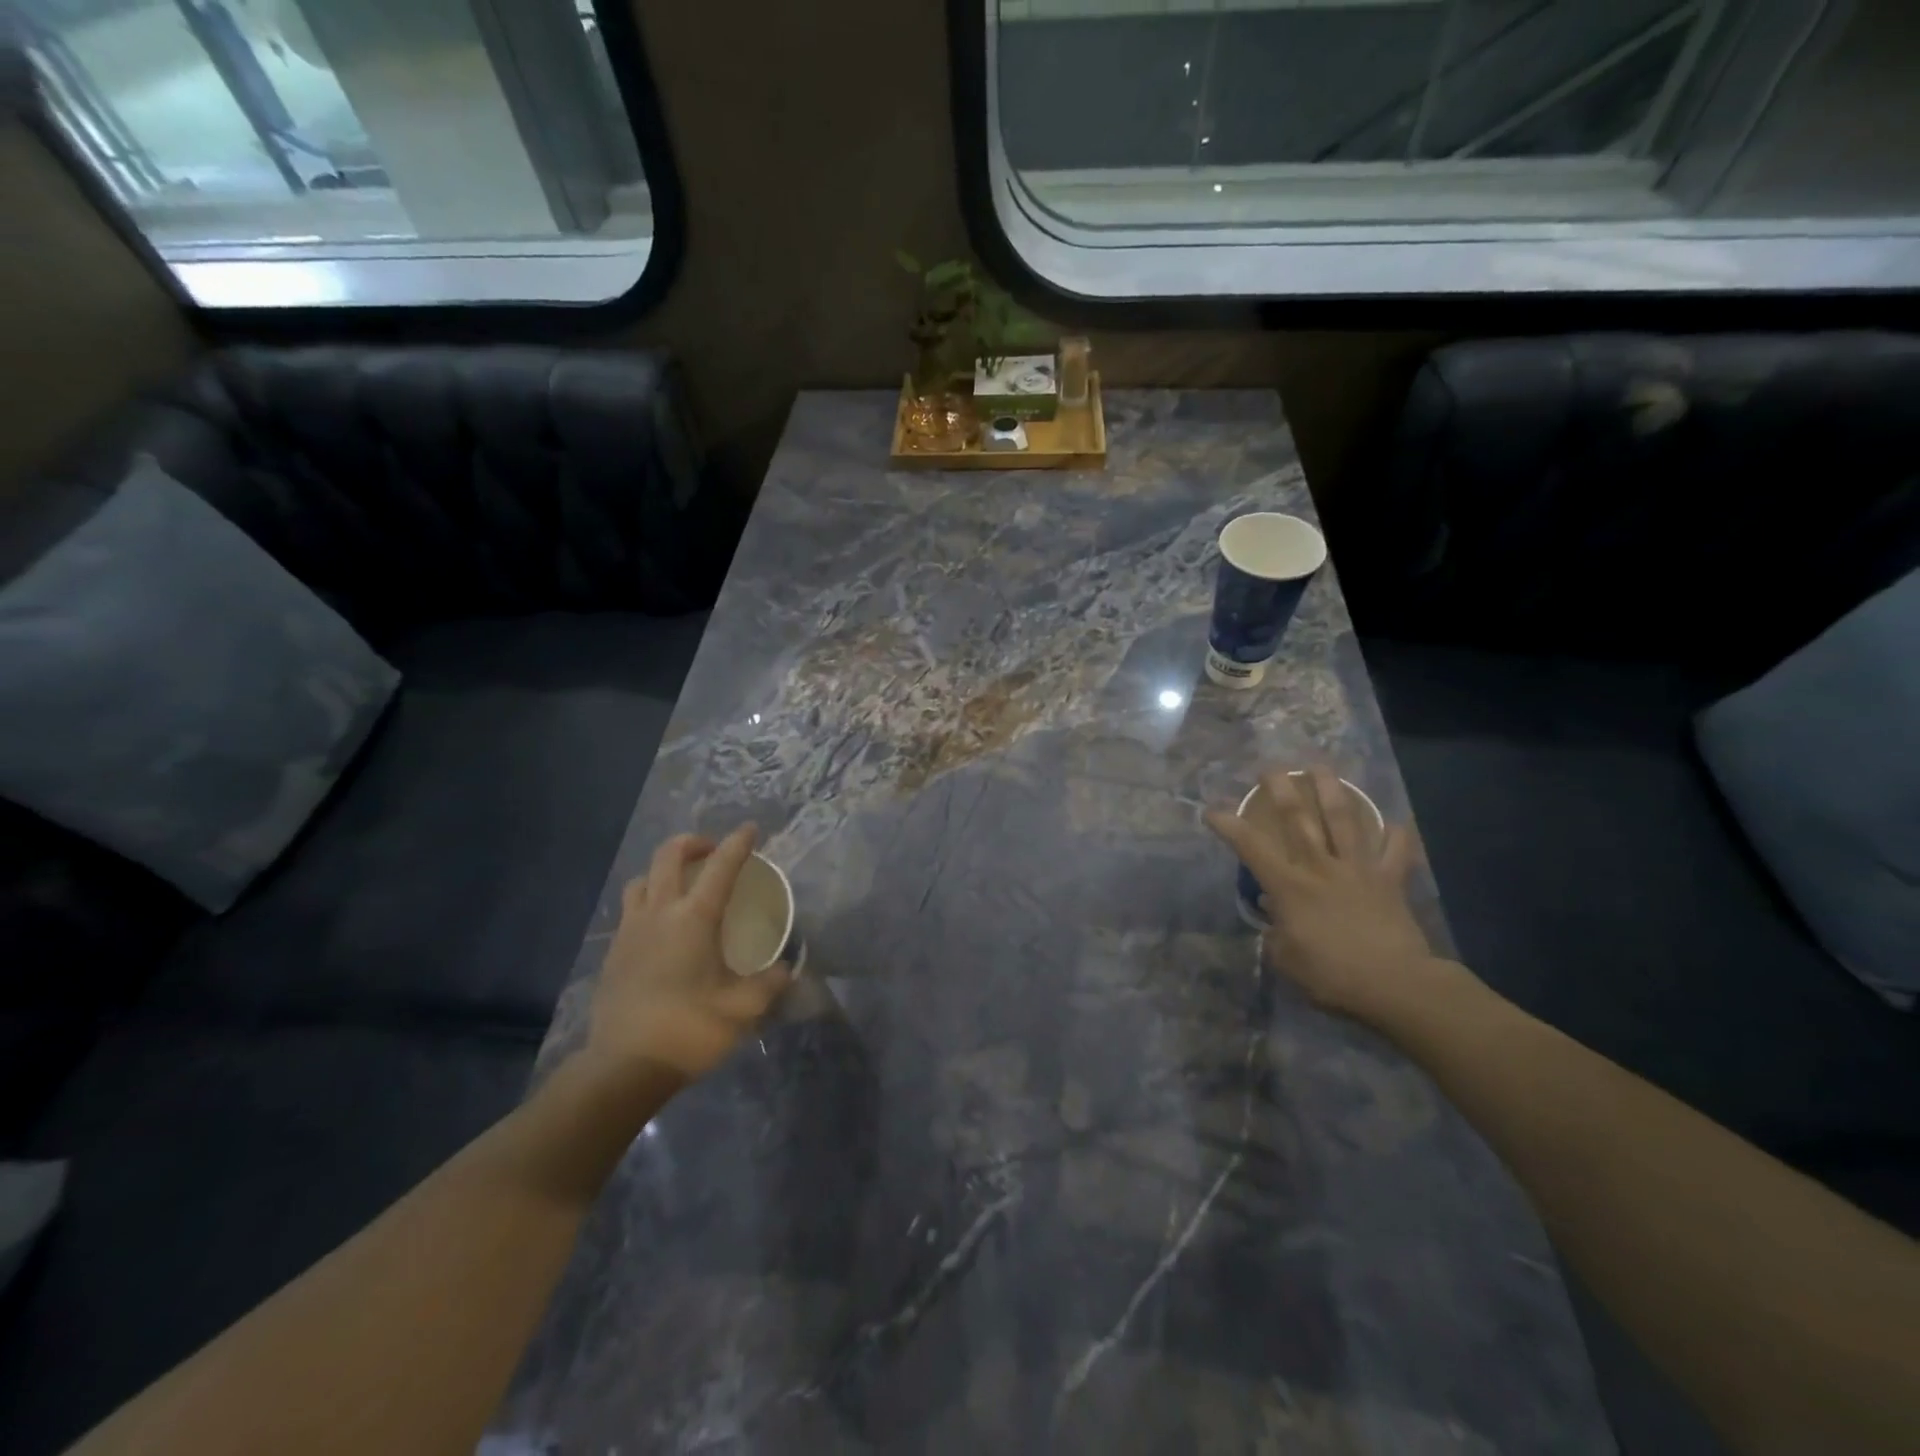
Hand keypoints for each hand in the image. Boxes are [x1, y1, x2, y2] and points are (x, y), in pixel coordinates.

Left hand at [585, 826, 792, 1081]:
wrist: (623, 1067)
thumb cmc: (689, 1030)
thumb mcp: (743, 1009)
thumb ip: (770, 983)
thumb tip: (786, 968)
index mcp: (694, 918)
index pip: (721, 867)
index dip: (738, 843)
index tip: (751, 829)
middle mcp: (659, 912)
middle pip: (668, 856)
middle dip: (693, 843)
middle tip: (712, 851)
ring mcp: (630, 931)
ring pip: (642, 879)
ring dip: (663, 870)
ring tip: (682, 885)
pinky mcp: (613, 953)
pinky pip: (630, 908)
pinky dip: (648, 900)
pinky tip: (661, 925)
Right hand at [1205, 767, 1446, 1022]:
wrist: (1395, 985)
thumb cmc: (1331, 975)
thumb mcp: (1286, 959)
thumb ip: (1276, 932)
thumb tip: (1276, 912)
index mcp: (1290, 886)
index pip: (1251, 847)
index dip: (1229, 825)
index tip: (1212, 811)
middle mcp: (1321, 868)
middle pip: (1299, 819)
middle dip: (1281, 790)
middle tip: (1270, 767)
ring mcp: (1358, 870)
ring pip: (1344, 821)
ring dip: (1332, 791)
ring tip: (1321, 768)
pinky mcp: (1390, 882)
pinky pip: (1395, 853)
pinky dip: (1396, 836)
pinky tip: (1395, 822)